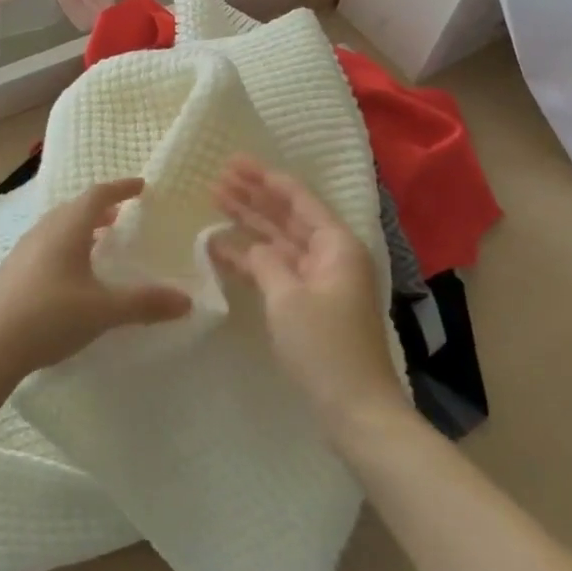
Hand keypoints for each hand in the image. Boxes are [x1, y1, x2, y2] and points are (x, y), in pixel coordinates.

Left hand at [0, 178, 191, 378]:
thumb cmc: (49, 315)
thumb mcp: (103, 311)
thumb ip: (145, 304)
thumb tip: (187, 300)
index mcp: (67, 228)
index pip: (97, 195)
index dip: (121, 188)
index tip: (141, 186)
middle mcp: (44, 231)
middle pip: (75, 208)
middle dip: (100, 208)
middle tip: (121, 215)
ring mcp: (23, 251)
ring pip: (58, 227)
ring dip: (81, 228)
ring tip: (99, 242)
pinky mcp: (12, 273)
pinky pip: (46, 246)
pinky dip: (66, 247)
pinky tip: (71, 275)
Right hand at [214, 158, 406, 436]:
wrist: (355, 409)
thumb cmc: (325, 346)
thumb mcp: (288, 297)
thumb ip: (265, 262)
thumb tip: (250, 247)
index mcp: (337, 245)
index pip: (298, 199)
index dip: (265, 178)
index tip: (235, 161)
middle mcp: (331, 256)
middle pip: (288, 216)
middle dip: (254, 197)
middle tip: (218, 178)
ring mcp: (320, 281)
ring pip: (280, 242)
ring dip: (249, 224)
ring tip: (216, 202)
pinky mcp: (309, 305)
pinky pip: (277, 269)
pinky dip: (252, 259)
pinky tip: (223, 249)